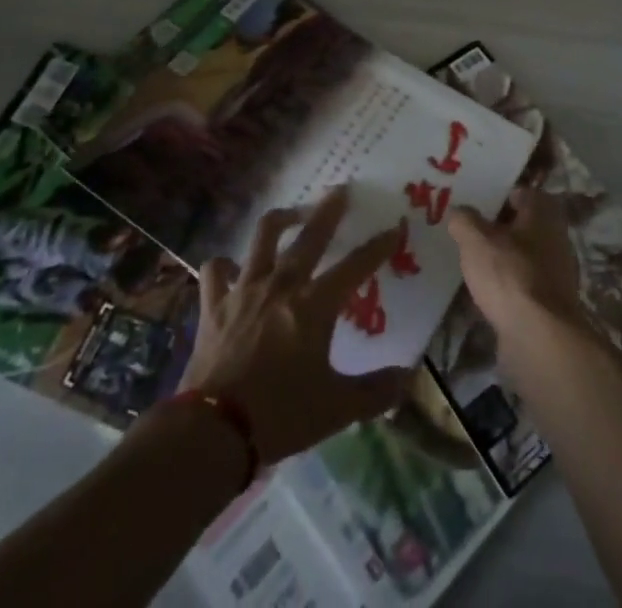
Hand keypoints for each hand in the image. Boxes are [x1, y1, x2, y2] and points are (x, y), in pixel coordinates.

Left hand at [180, 187, 410, 462]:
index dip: (377, 247)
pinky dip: (225, 265)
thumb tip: (407, 378)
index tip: (394, 228)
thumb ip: (375, 391)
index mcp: (314, 305)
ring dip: (280, 220)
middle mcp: (282, 285)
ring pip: (263, 237)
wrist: (214, 431)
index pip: (355, 266)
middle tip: (340, 189)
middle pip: (309, 235)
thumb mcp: (336, 408)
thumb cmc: (281, 415)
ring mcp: (245, 290)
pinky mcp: (214, 304)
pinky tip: (232, 267)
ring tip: (292, 214)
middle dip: (329, 210)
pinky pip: (216, 270)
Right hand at [447, 187, 585, 350]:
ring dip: (505, 260)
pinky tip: (489, 295)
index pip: (522, 194)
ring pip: (526, 257)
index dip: (500, 197)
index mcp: (543, 213)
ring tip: (476, 265)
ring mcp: (558, 273)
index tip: (477, 205)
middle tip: (472, 235)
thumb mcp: (475, 240)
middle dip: (500, 230)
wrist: (540, 337)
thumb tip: (460, 212)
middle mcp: (557, 238)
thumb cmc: (509, 275)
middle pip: (525, 226)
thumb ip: (465, 220)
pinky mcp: (552, 304)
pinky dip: (510, 287)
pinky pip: (526, 286)